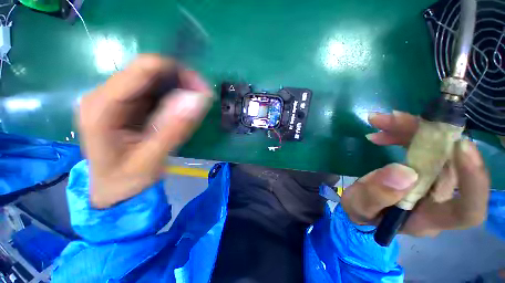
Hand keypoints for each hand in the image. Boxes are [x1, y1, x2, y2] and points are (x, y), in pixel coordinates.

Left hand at [78, 55, 212, 207]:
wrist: (113, 189)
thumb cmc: (127, 180)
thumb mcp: (152, 159)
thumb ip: (174, 129)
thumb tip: (198, 99)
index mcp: (102, 107)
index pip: (143, 69)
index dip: (178, 72)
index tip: (202, 88)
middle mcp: (104, 95)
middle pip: (149, 71)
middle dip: (181, 80)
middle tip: (203, 97)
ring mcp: (115, 98)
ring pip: (153, 79)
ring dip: (179, 88)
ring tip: (195, 105)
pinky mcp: (126, 104)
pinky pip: (154, 91)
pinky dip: (173, 96)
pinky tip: (182, 110)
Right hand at [341, 111, 489, 236]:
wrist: (360, 205)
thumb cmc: (360, 211)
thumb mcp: (358, 206)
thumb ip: (375, 195)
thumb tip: (404, 172)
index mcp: (428, 218)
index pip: (469, 208)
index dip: (474, 180)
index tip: (460, 145)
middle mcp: (440, 199)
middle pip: (453, 164)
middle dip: (428, 136)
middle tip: (393, 119)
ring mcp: (433, 182)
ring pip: (438, 149)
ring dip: (412, 131)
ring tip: (381, 121)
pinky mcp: (423, 168)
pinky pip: (423, 146)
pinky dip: (404, 134)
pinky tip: (382, 132)